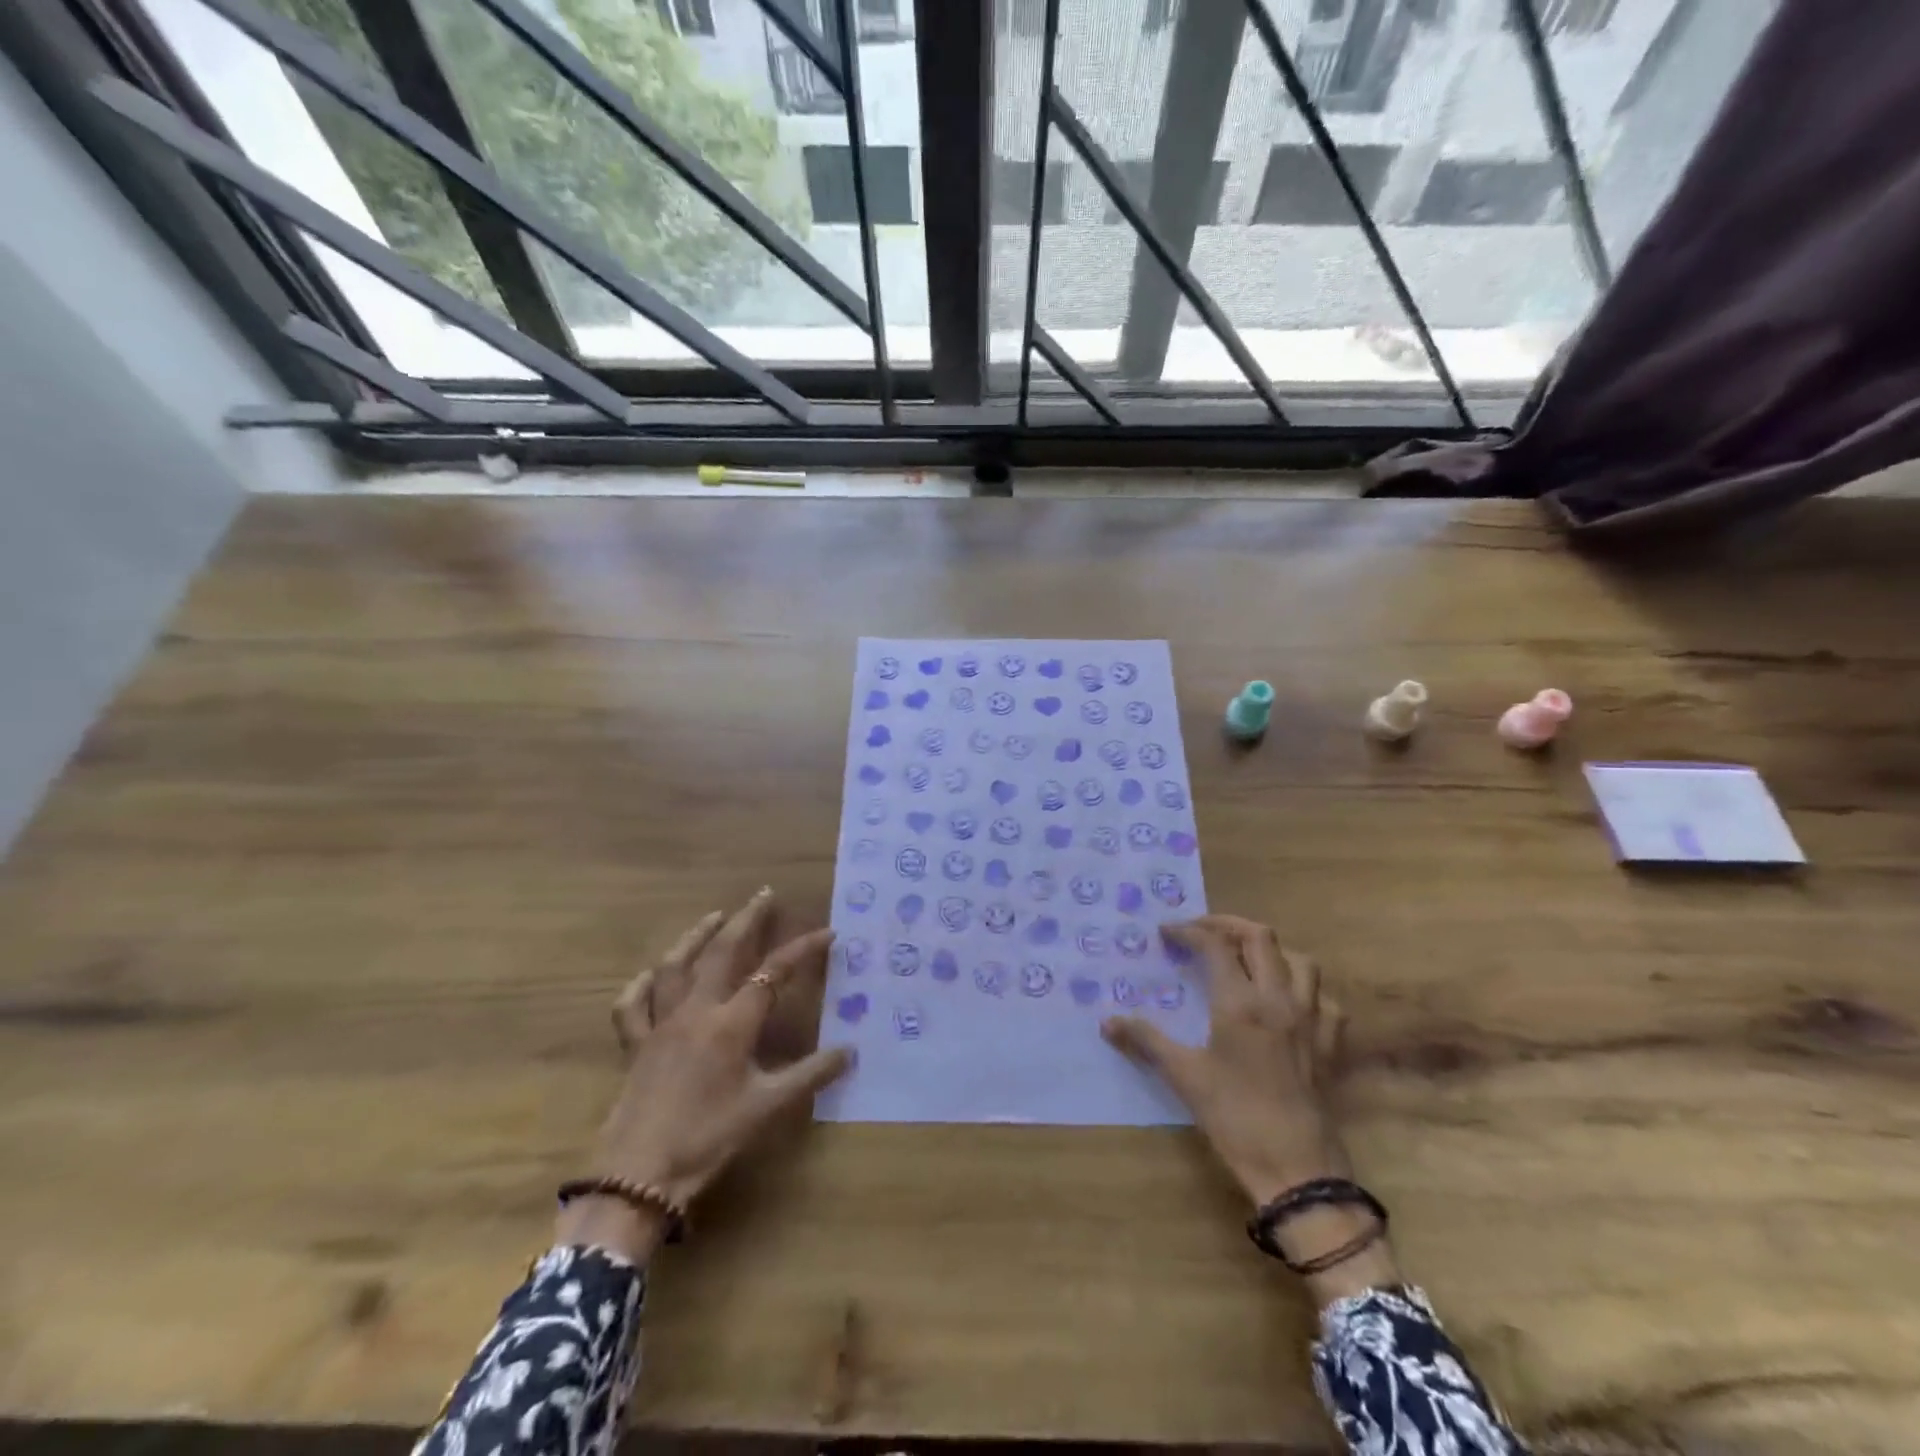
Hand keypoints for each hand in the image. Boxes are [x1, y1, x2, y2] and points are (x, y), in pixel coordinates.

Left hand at [558, 890, 853, 1261]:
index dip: (803, 950)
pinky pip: (632, 1005)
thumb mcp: (767, 1108)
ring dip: (697, 936)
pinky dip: (641, 984)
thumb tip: (849, 1052)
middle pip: (723, 951)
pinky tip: (651, 974)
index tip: (828, 933)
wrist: (639, 1175)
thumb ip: (809, 1075)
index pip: (774, 973)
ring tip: (715, 916)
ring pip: (676, 966)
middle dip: (748, 919)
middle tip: (764, 894)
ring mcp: (661, 1024)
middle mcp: (697, 1011)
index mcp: (732, 1023)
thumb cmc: (708, 1138)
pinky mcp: (635, 1044)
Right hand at [1102, 915, 1397, 1303]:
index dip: (1188, 931)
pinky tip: (1289, 1002)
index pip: (1215, 945)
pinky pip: (1325, 999)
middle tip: (1202, 933)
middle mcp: (1279, 999)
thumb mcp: (1184, 1077)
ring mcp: (1312, 1020)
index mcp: (1241, 1003)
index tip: (1166, 933)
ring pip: (1300, 960)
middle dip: (1228, 925)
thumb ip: (1146, 1041)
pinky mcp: (1331, 1044)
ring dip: (1271, 950)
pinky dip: (1305, 988)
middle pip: (1261, 937)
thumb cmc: (1235, 1118)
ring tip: (1246, 959)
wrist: (1298, 1169)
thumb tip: (1107, 1022)